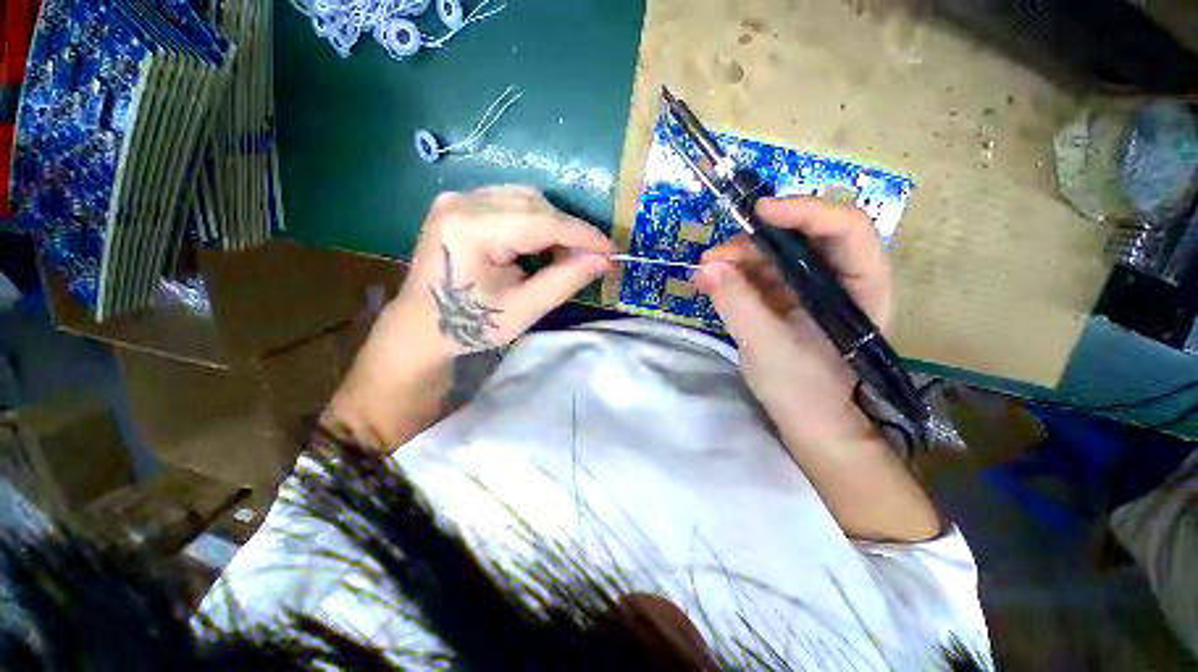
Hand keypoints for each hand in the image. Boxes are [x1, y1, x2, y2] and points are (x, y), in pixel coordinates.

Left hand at [392, 186, 614, 356]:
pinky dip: (535, 221)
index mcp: (471, 229)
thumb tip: (604, 260)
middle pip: (535, 204)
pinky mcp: (460, 203)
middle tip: (592, 258)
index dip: (583, 235)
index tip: (612, 250)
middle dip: (569, 231)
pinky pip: (511, 202)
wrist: (422, 326)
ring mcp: (457, 198)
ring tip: (567, 254)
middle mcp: (461, 201)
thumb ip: (565, 280)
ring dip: (554, 225)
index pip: (541, 222)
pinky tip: (541, 244)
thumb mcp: (524, 309)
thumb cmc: (472, 325)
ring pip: (526, 199)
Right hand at [695, 197, 891, 448]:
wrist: (811, 425)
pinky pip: (763, 276)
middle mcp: (843, 280)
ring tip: (705, 271)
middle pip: (805, 238)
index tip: (758, 212)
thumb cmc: (804, 392)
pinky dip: (737, 276)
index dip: (804, 211)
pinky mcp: (790, 301)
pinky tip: (712, 282)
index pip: (846, 229)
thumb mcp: (766, 346)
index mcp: (863, 288)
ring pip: (778, 256)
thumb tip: (706, 266)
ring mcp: (813, 290)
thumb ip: (737, 303)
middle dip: (756, 240)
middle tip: (715, 255)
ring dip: (740, 258)